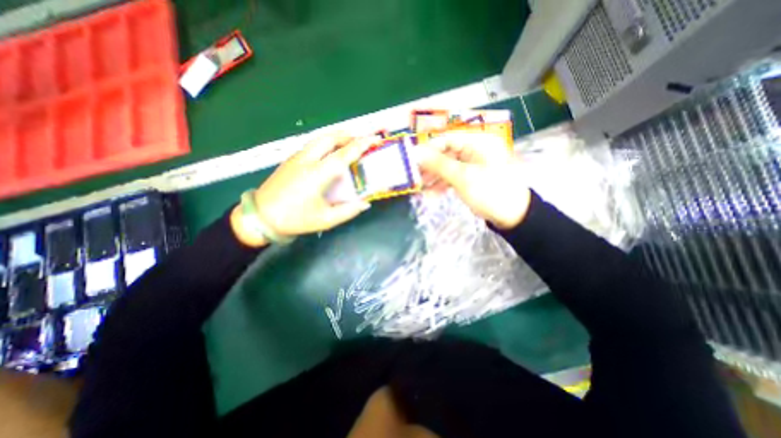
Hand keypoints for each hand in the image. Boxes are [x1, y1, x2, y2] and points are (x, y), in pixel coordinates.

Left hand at [230, 132, 375, 246]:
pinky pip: (312, 145)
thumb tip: (365, 203)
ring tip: (349, 142)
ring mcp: (297, 158)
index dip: (361, 145)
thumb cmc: (295, 219)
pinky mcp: (290, 160)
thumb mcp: (326, 219)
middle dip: (349, 135)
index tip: (374, 138)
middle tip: (362, 140)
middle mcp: (307, 160)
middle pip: (330, 138)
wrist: (261, 217)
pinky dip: (326, 143)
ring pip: (319, 138)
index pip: (343, 154)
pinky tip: (330, 152)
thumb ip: (348, 211)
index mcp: (318, 174)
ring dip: (337, 137)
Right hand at [415, 130, 530, 229]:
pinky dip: (443, 184)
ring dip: (435, 177)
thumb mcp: (463, 177)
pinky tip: (432, 194)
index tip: (412, 160)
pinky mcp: (473, 177)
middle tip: (415, 177)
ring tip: (420, 188)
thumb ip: (438, 164)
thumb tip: (416, 153)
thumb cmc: (490, 192)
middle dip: (431, 166)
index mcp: (479, 142)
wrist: (514, 217)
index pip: (448, 139)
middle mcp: (477, 149)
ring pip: (449, 166)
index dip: (429, 149)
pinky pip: (455, 176)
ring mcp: (475, 164)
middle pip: (447, 153)